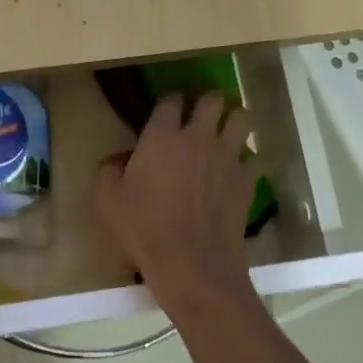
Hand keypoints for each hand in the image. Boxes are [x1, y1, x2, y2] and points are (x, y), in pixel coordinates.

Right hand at [96, 91, 256, 311]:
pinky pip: (255, 158)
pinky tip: (237, 173)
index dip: (168, 102)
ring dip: (233, 121)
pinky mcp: (247, 180)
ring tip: (225, 134)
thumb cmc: (143, 228)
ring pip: (242, 117)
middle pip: (213, 99)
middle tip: (199, 118)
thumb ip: (108, 170)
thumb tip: (116, 160)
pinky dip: (247, 162)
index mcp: (162, 136)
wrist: (191, 263)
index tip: (165, 112)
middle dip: (207, 103)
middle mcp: (198, 137)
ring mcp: (227, 156)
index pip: (170, 99)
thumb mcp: (107, 200)